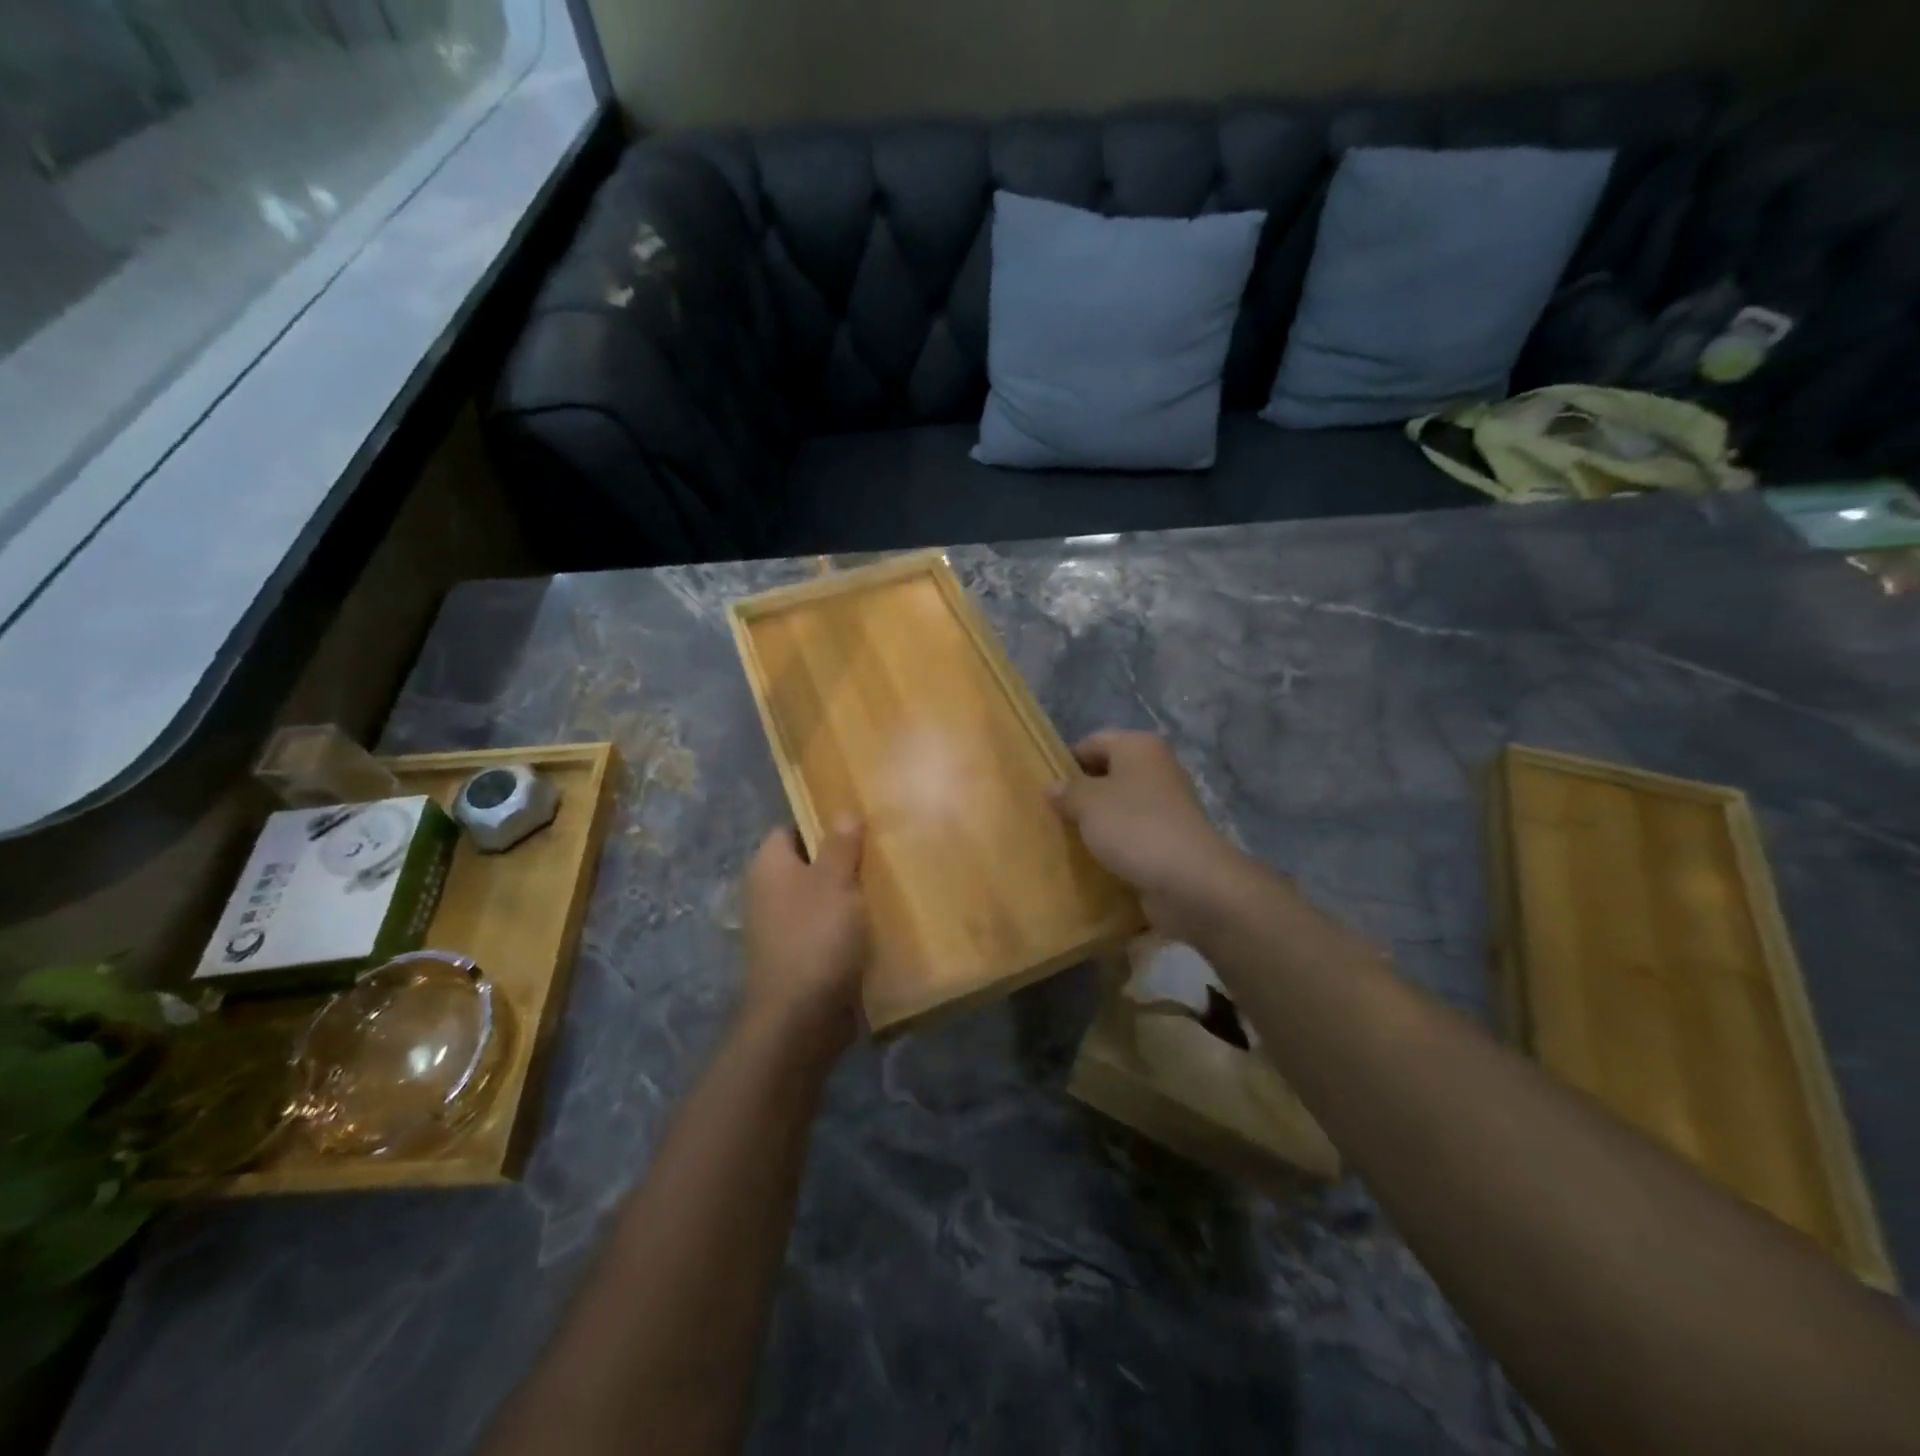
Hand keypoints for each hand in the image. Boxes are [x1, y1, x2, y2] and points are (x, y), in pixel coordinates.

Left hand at [741, 819, 868, 1060]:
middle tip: (884, 847)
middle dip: (845, 857)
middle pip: (811, 862)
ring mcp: (784, 927)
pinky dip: (852, 925)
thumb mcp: (834, 882)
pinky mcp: (803, 955)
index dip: (822, 820)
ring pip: (824, 897)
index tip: (859, 818)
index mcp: (770, 867)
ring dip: (852, 894)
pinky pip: (830, 928)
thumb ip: (841, 845)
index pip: (791, 827)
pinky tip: (883, 920)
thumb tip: (844, 811)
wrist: (800, 1019)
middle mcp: (770, 893)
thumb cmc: (815, 938)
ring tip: (891, 879)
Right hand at [1049, 730, 1245, 938]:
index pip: (1092, 742)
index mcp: (1138, 746)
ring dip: (1096, 821)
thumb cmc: (1134, 827)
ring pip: (1119, 805)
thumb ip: (1066, 791)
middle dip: (1080, 794)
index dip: (1066, 762)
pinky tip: (1094, 859)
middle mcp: (1156, 768)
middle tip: (1051, 815)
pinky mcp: (1170, 837)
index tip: (1045, 789)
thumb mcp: (1088, 803)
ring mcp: (1166, 804)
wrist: (1190, 881)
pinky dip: (1114, 843)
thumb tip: (1052, 787)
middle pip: (1107, 773)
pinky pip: (1132, 832)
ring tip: (1067, 840)